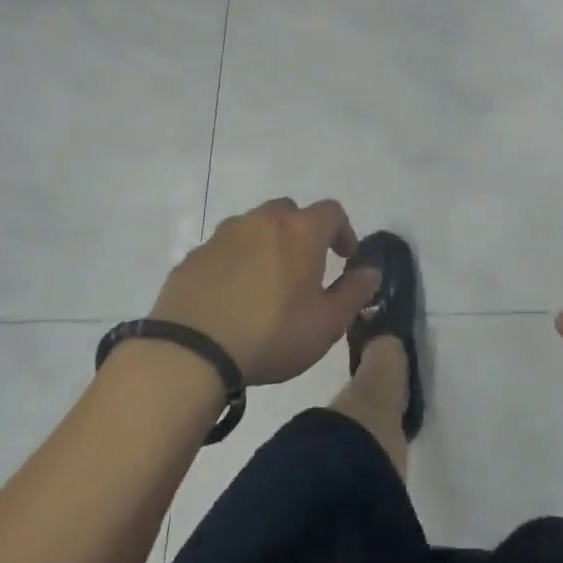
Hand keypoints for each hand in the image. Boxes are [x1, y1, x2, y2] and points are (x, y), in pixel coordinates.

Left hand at [149, 198, 379, 385]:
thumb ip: (354, 293)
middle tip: (304, 267)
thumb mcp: (326, 323)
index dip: (343, 231)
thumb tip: (371, 271)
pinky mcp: (194, 256)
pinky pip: (224, 251)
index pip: (332, 211)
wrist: (190, 351)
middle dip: (301, 233)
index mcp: (300, 230)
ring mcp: (224, 235)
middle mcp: (263, 220)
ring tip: (265, 284)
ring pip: (254, 228)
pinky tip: (231, 297)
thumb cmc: (271, 334)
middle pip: (289, 213)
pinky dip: (234, 264)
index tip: (345, 257)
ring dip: (265, 246)